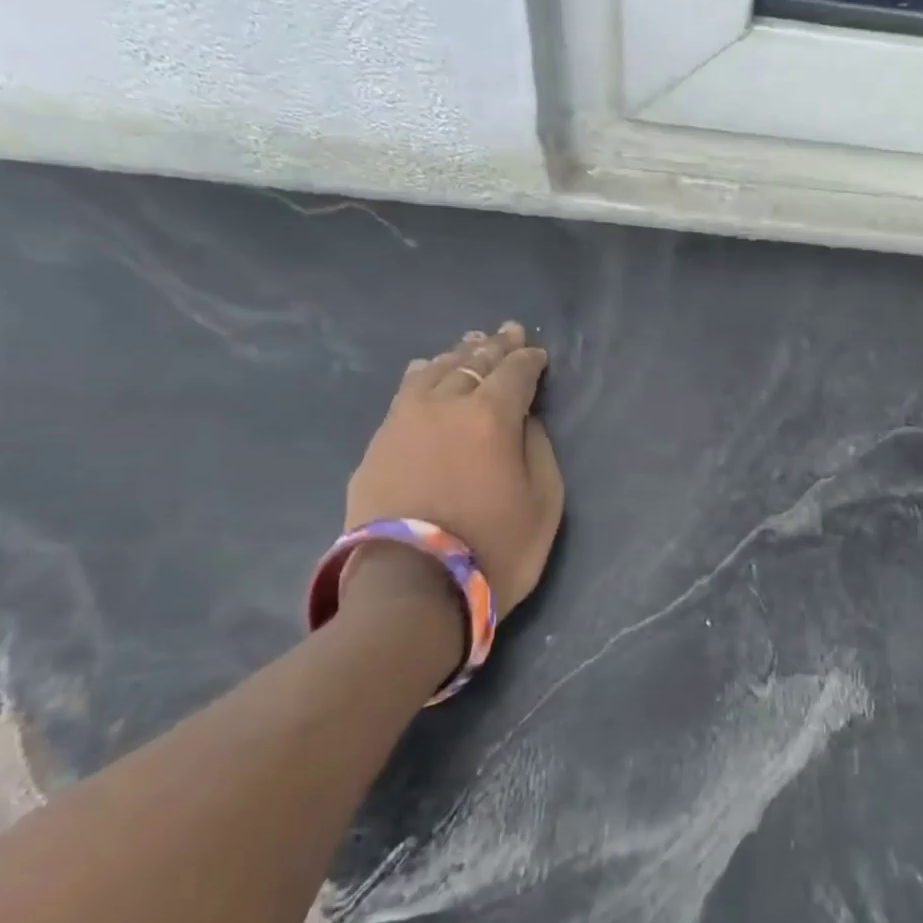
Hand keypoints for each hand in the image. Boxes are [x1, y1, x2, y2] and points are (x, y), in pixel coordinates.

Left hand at [345, 322, 564, 608]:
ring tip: (469, 344)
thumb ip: (538, 448)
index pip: (515, 372)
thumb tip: (525, 420)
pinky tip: (425, 370)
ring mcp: (404, 422)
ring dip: (457, 355)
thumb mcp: (545, 502)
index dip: (530, 360)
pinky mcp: (377, 444)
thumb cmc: (494, 548)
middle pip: (473, 363)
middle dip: (495, 346)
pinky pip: (404, 393)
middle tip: (508, 332)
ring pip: (434, 371)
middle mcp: (445, 405)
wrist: (410, 589)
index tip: (538, 353)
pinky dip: (423, 375)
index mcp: (491, 416)